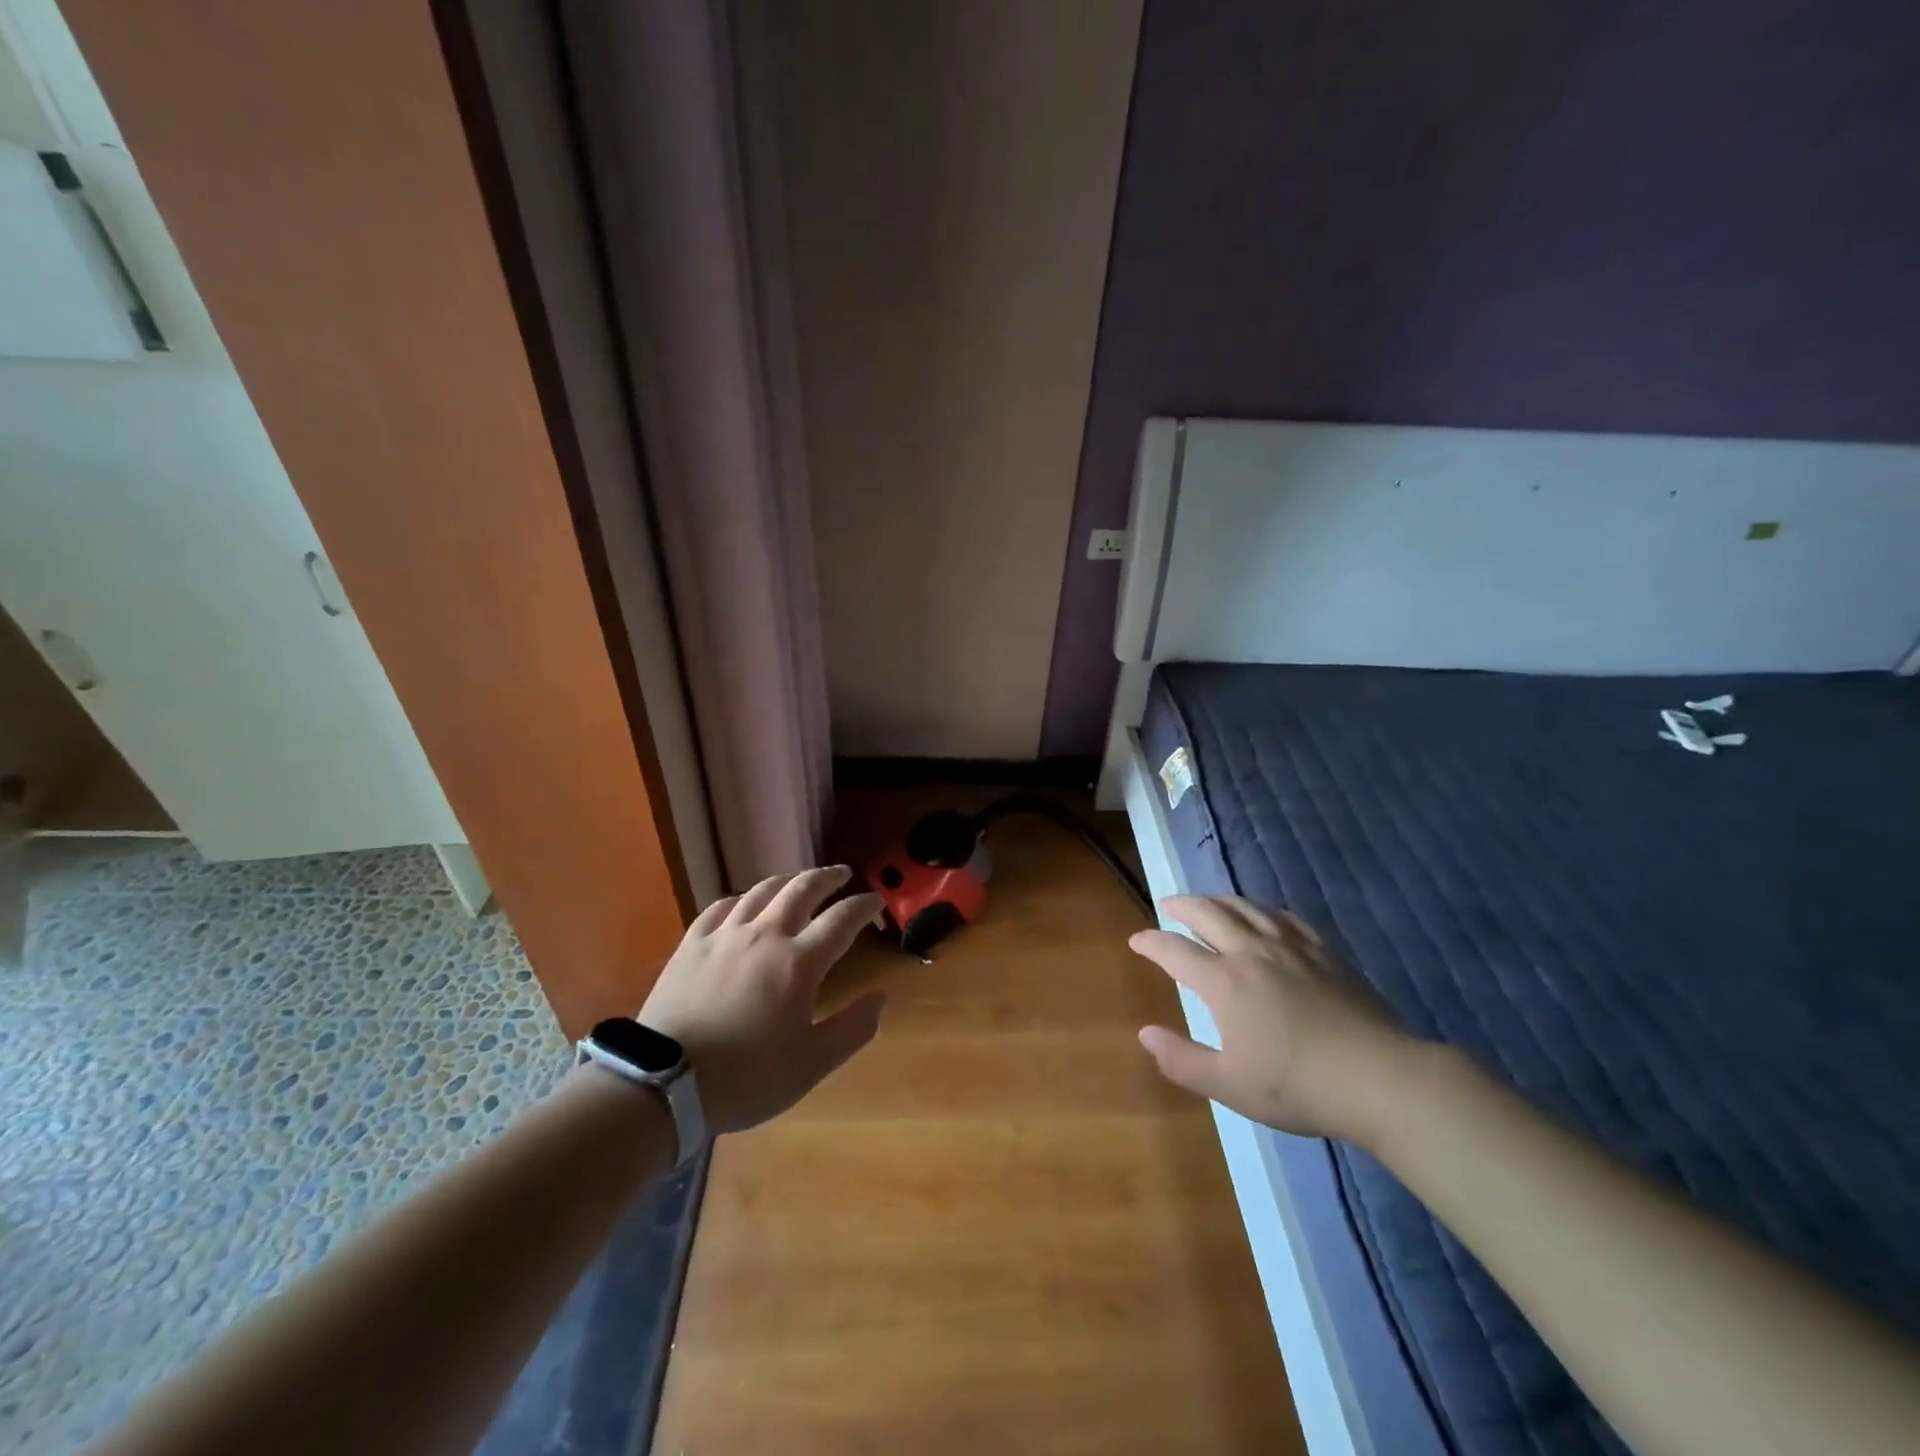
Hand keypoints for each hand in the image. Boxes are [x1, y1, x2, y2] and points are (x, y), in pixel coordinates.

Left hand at [637, 865, 885, 1135]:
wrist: (665, 1084)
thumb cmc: (746, 1077)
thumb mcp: (811, 1065)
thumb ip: (852, 1029)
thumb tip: (880, 998)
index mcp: (799, 961)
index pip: (841, 920)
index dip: (863, 906)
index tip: (876, 899)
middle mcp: (765, 935)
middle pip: (802, 890)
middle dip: (827, 877)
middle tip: (842, 873)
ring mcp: (724, 935)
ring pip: (761, 891)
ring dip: (787, 880)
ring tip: (798, 881)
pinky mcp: (692, 944)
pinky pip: (720, 907)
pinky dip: (741, 898)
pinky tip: (742, 902)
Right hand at [1130, 895, 1413, 1143]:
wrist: (1379, 1079)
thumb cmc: (1297, 1086)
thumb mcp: (1229, 1085)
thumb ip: (1181, 1059)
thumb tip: (1145, 1033)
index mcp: (1224, 982)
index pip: (1175, 951)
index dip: (1151, 942)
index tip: (1137, 940)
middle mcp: (1252, 953)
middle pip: (1208, 913)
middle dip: (1182, 905)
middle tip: (1168, 905)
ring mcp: (1291, 948)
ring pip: (1246, 907)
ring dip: (1219, 900)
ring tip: (1208, 902)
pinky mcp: (1324, 952)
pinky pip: (1285, 917)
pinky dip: (1262, 910)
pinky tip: (1263, 916)